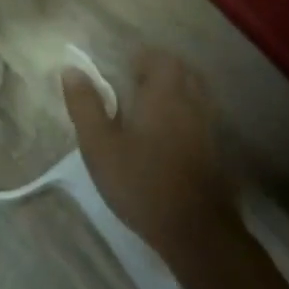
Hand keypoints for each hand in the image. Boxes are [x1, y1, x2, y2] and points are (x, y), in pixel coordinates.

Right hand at [62, 49, 234, 257]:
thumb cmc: (141, 182)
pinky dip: (187, 115)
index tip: (122, 70)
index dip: (140, 58)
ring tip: (150, 108)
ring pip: (195, 93)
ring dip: (175, 92)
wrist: (196, 230)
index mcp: (163, 93)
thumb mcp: (100, 145)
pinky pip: (202, 117)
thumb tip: (71, 69)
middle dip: (159, 71)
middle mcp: (191, 101)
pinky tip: (170, 136)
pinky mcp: (217, 150)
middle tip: (135, 85)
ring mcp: (209, 126)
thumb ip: (85, 105)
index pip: (158, 57)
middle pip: (181, 71)